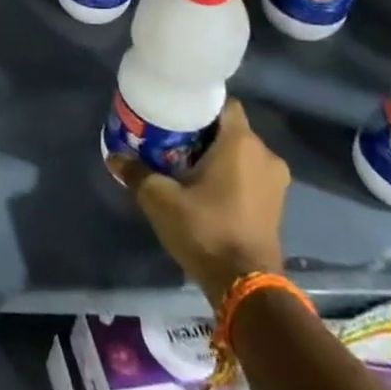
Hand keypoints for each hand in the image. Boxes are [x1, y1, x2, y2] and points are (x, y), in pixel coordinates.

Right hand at [109, 98, 289, 310]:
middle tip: (171, 137)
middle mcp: (265, 155)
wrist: (246, 286)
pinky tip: (205, 186)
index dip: (198, 104)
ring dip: (217, 155)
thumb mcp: (159, 199)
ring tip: (184, 162)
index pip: (223, 104)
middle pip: (230, 128)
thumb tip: (114, 157)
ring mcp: (275, 182)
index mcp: (241, 143)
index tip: (174, 111)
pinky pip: (250, 174)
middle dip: (202, 131)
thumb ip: (136, 172)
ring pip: (241, 153)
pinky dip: (230, 174)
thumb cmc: (205, 229)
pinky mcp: (276, 205)